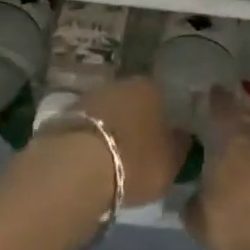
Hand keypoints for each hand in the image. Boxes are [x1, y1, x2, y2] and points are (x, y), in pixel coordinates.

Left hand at [77, 76, 189, 207]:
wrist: (76, 167)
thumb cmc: (135, 161)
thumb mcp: (171, 162)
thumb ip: (180, 145)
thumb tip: (183, 136)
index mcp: (152, 87)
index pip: (164, 97)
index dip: (165, 118)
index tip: (165, 137)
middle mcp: (122, 83)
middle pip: (134, 101)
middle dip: (137, 121)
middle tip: (141, 147)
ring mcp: (91, 96)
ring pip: (110, 111)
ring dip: (113, 128)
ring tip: (115, 156)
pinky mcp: (65, 114)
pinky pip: (88, 126)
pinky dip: (92, 138)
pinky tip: (94, 158)